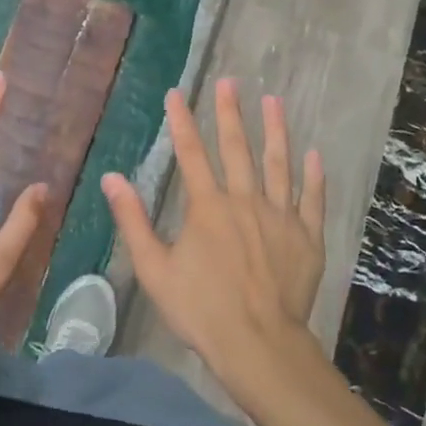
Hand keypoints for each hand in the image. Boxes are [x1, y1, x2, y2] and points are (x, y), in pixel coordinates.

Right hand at [102, 80, 326, 391]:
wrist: (258, 344)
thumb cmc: (201, 309)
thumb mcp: (154, 269)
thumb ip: (133, 221)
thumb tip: (111, 178)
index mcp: (207, 207)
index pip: (191, 154)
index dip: (181, 122)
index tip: (176, 93)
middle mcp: (245, 201)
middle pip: (237, 148)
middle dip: (230, 112)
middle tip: (230, 82)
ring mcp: (280, 216)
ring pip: (279, 164)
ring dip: (275, 131)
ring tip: (273, 101)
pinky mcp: (307, 236)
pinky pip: (312, 198)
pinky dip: (314, 175)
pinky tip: (314, 153)